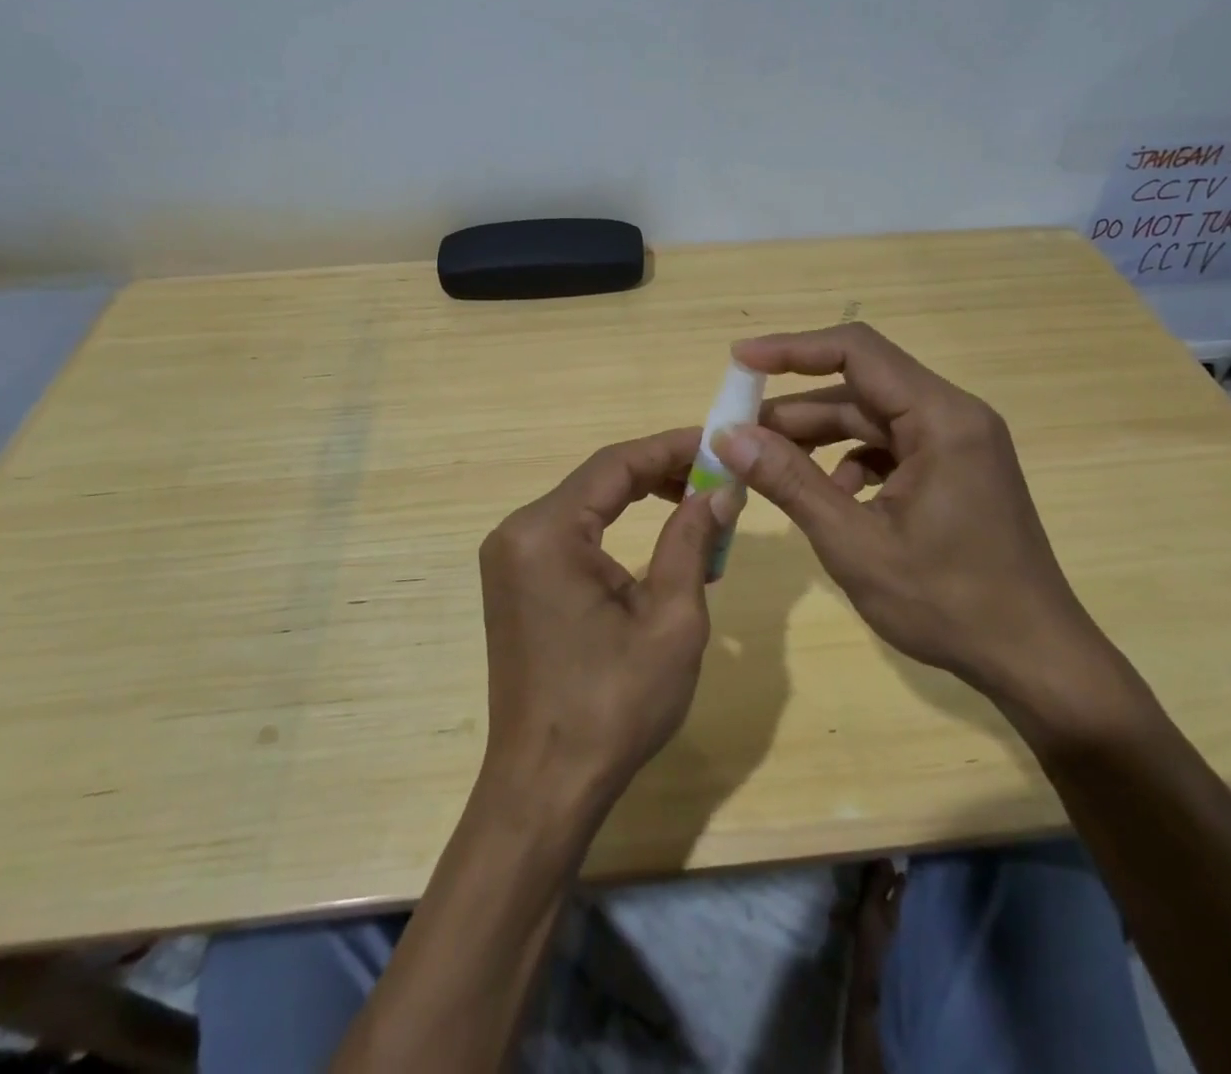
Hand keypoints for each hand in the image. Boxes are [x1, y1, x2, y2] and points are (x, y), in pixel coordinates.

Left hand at [477, 428, 739, 819]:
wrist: (546, 786)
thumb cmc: (614, 705)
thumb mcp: (671, 619)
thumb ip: (691, 541)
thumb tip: (720, 491)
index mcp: (547, 532)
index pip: (616, 464)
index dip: (672, 447)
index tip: (719, 443)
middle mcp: (518, 532)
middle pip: (598, 479)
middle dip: (660, 472)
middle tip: (716, 477)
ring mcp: (510, 558)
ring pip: (587, 505)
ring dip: (641, 499)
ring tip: (698, 505)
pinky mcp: (516, 582)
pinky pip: (572, 535)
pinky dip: (617, 529)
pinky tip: (660, 541)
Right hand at [712, 323, 1118, 722]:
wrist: (1035, 661)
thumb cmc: (949, 603)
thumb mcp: (855, 543)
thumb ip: (791, 482)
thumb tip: (730, 436)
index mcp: (941, 419)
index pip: (857, 351)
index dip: (792, 350)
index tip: (740, 361)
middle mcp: (953, 416)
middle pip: (861, 387)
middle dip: (796, 408)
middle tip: (738, 431)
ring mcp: (957, 445)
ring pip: (872, 420)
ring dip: (819, 438)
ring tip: (768, 465)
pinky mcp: (954, 471)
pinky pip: (890, 448)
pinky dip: (851, 463)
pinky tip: (831, 498)